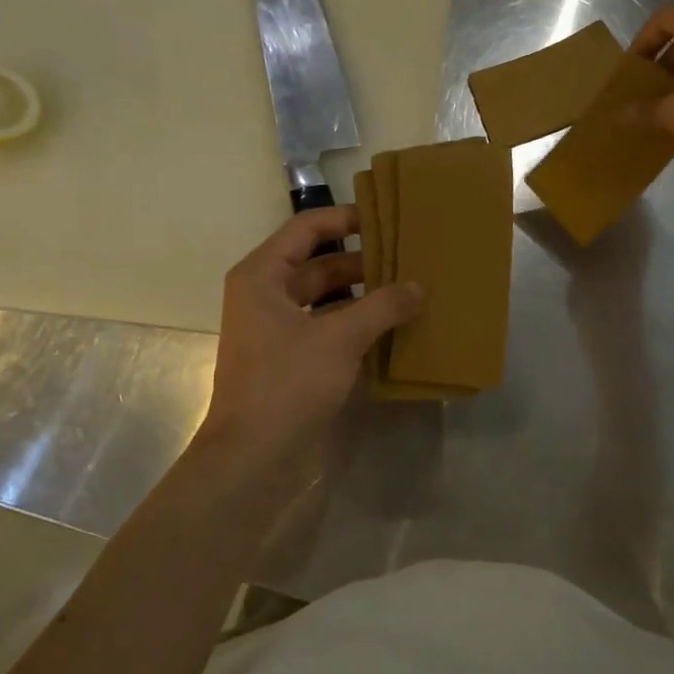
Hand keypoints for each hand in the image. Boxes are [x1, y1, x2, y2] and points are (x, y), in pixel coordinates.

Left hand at [199, 205, 421, 461]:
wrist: (253, 456)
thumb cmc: (287, 383)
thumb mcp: (339, 338)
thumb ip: (382, 307)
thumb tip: (419, 287)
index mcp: (263, 276)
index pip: (306, 229)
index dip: (345, 218)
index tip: (386, 217)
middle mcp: (266, 295)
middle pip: (319, 263)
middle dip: (363, 261)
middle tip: (409, 256)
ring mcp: (278, 330)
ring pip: (326, 298)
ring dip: (364, 295)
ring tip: (409, 289)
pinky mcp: (291, 359)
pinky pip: (328, 328)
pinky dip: (357, 324)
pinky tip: (393, 327)